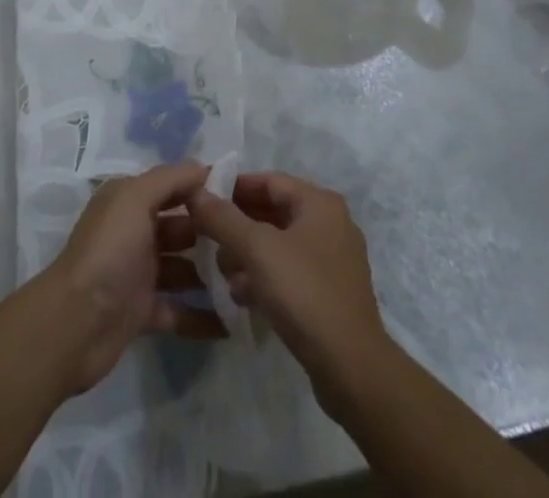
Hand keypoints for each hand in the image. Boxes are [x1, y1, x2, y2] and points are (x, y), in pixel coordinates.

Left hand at [40, 162, 225, 394]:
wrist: (74, 324)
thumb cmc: (109, 251)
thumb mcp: (135, 199)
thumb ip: (169, 178)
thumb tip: (204, 167)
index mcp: (129, 200)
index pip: (173, 185)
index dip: (204, 187)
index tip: (243, 195)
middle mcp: (134, 231)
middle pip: (181, 226)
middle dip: (212, 232)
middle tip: (249, 242)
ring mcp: (138, 272)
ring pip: (183, 268)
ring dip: (210, 274)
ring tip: (248, 280)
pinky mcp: (142, 312)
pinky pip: (178, 310)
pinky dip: (201, 316)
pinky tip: (231, 322)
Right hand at [188, 171, 390, 390]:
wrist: (351, 368)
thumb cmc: (304, 293)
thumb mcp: (257, 250)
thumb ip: (224, 218)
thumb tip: (196, 193)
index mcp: (320, 203)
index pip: (269, 180)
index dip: (234, 187)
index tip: (204, 199)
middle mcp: (331, 223)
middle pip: (274, 212)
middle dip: (238, 225)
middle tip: (207, 239)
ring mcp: (334, 260)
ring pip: (280, 245)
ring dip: (248, 254)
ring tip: (222, 272)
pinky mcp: (331, 293)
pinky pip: (290, 272)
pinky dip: (266, 277)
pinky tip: (242, 296)